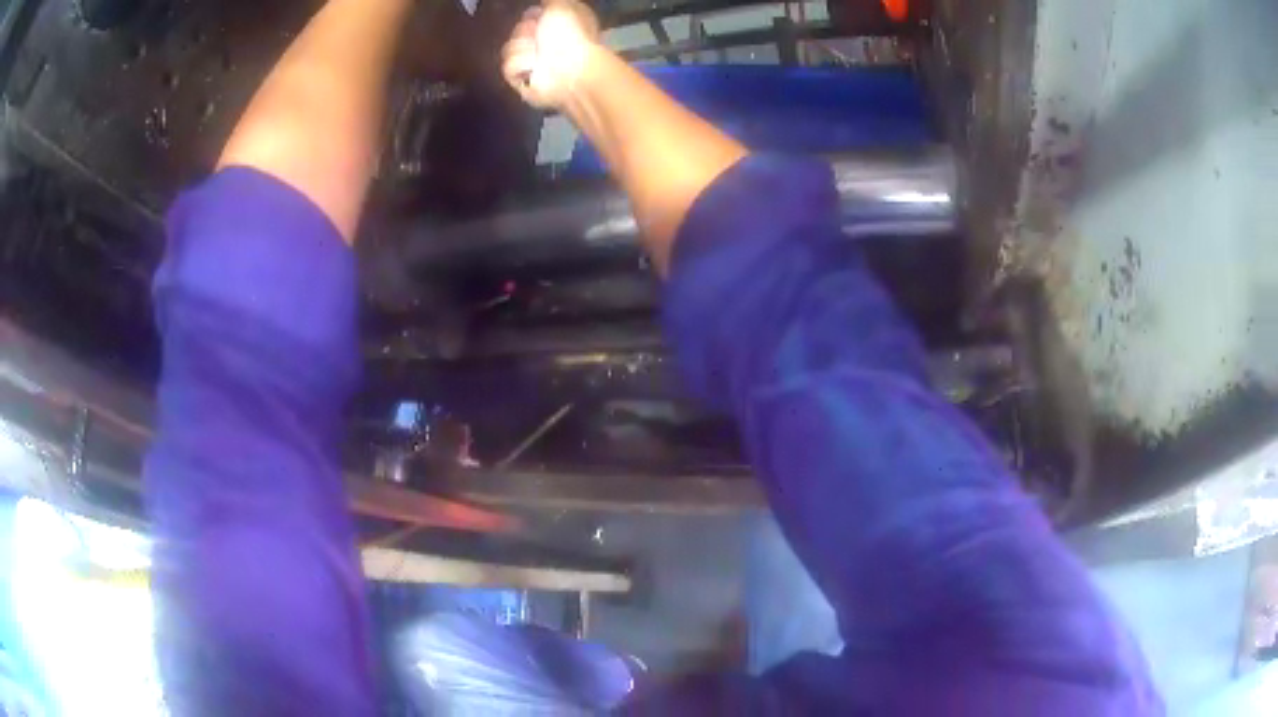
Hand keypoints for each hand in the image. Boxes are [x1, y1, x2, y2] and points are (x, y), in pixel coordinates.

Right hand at [501, 0, 600, 108]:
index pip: (531, 17)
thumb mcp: (563, 6)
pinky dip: (521, 65)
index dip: (532, 16)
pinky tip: (534, 67)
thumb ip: (551, 2)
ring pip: (509, 48)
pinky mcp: (522, 82)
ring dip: (523, 48)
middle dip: (525, 31)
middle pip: (517, 31)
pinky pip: (508, 67)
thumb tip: (544, 2)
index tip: (536, 15)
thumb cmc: (572, 34)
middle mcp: (546, 45)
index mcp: (557, 27)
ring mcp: (533, 64)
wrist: (572, 68)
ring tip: (537, 53)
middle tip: (538, 36)